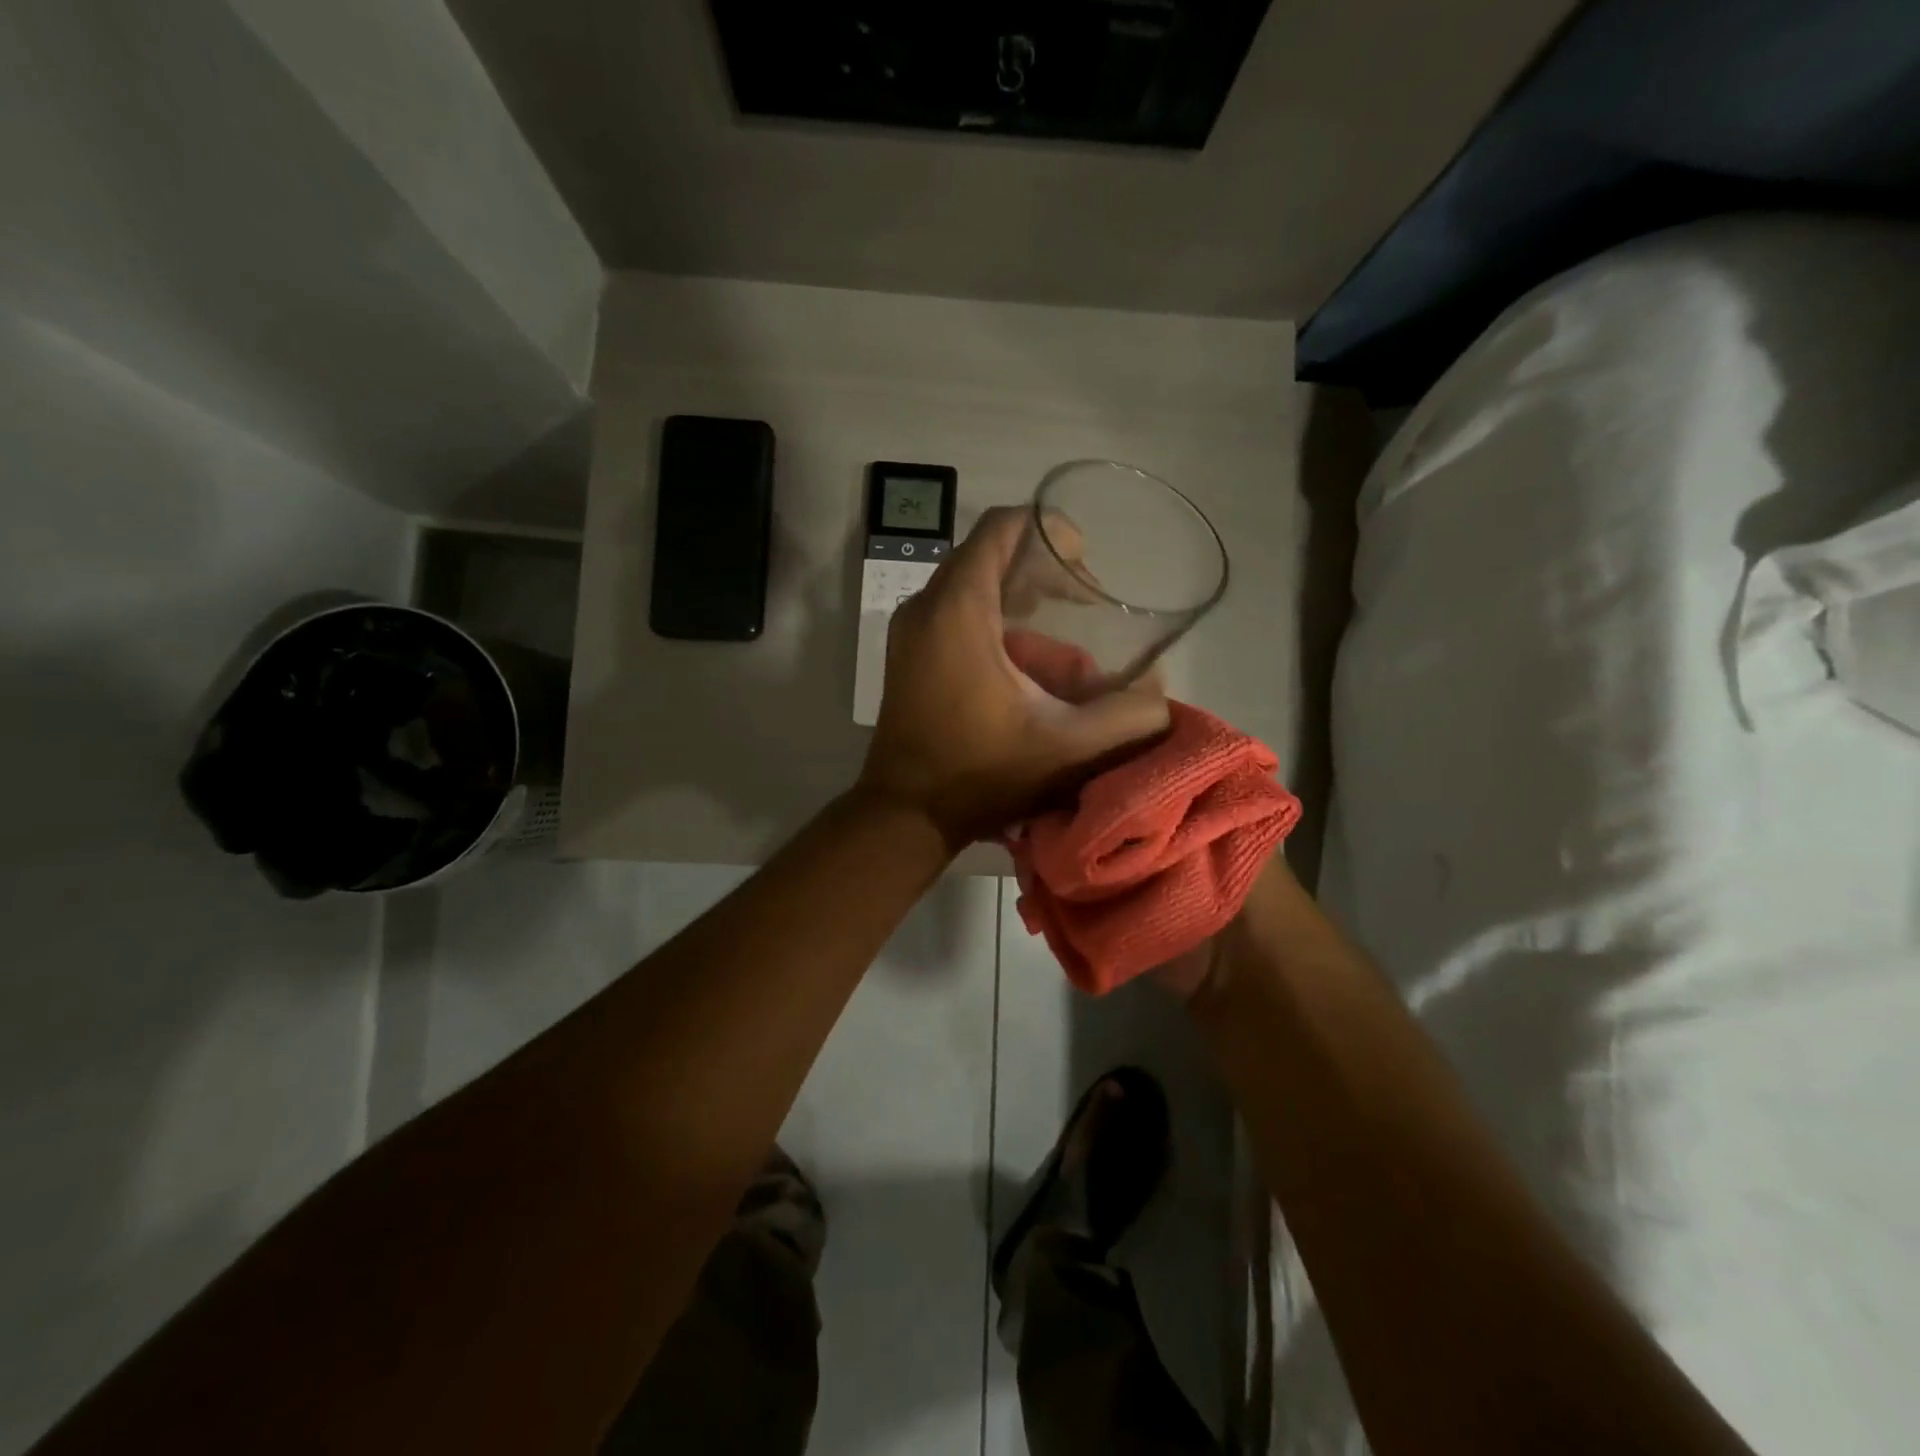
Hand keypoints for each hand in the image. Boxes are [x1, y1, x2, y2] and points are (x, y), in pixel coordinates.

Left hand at [857, 507, 1170, 849]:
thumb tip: (1160, 691)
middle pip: (990, 555)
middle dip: (1043, 571)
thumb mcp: (1067, 747)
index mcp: (958, 609)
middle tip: (1086, 602)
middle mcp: (926, 607)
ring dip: (1023, 604)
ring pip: (973, 588)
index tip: (1085, 566)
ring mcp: (911, 632)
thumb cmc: (981, 775)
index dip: (1049, 530)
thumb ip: (1126, 716)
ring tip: (1066, 640)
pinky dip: (997, 625)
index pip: (1002, 527)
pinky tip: (1031, 666)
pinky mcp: (909, 656)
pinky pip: (957, 615)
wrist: (906, 814)